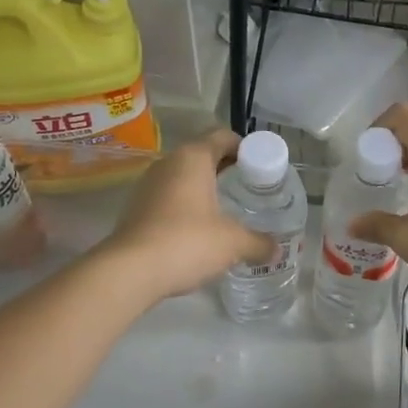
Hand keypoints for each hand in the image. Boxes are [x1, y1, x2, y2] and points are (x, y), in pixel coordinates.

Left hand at [98, 131, 273, 301]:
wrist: (130, 270)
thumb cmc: (187, 242)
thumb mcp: (233, 243)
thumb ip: (259, 243)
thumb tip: (277, 250)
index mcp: (194, 157)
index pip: (224, 136)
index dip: (246, 149)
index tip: (261, 169)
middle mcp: (169, 162)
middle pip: (204, 155)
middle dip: (228, 170)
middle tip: (250, 190)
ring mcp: (149, 184)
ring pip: (185, 177)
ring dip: (205, 188)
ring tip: (227, 210)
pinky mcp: (137, 207)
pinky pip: (170, 197)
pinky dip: (187, 205)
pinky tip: (200, 229)